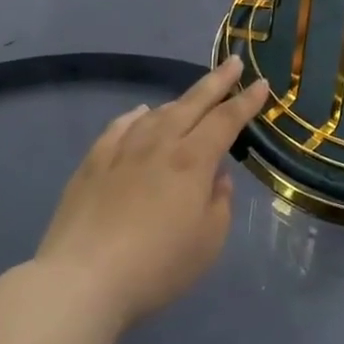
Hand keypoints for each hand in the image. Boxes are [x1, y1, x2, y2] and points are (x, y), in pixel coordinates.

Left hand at [34, 58, 269, 329]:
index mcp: (193, 160)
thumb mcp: (208, 243)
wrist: (81, 282)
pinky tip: (139, 113)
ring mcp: (122, 151)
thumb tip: (216, 178)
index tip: (262, 83)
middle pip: (193, 103)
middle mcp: (160, 144)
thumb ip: (220, 204)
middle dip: (217, 81)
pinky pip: (119, 127)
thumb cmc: (156, 266)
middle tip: (233, 62)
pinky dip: (135, 116)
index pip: (226, 120)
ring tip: (190, 97)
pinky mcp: (92, 164)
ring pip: (156, 112)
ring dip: (178, 101)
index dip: (247, 101)